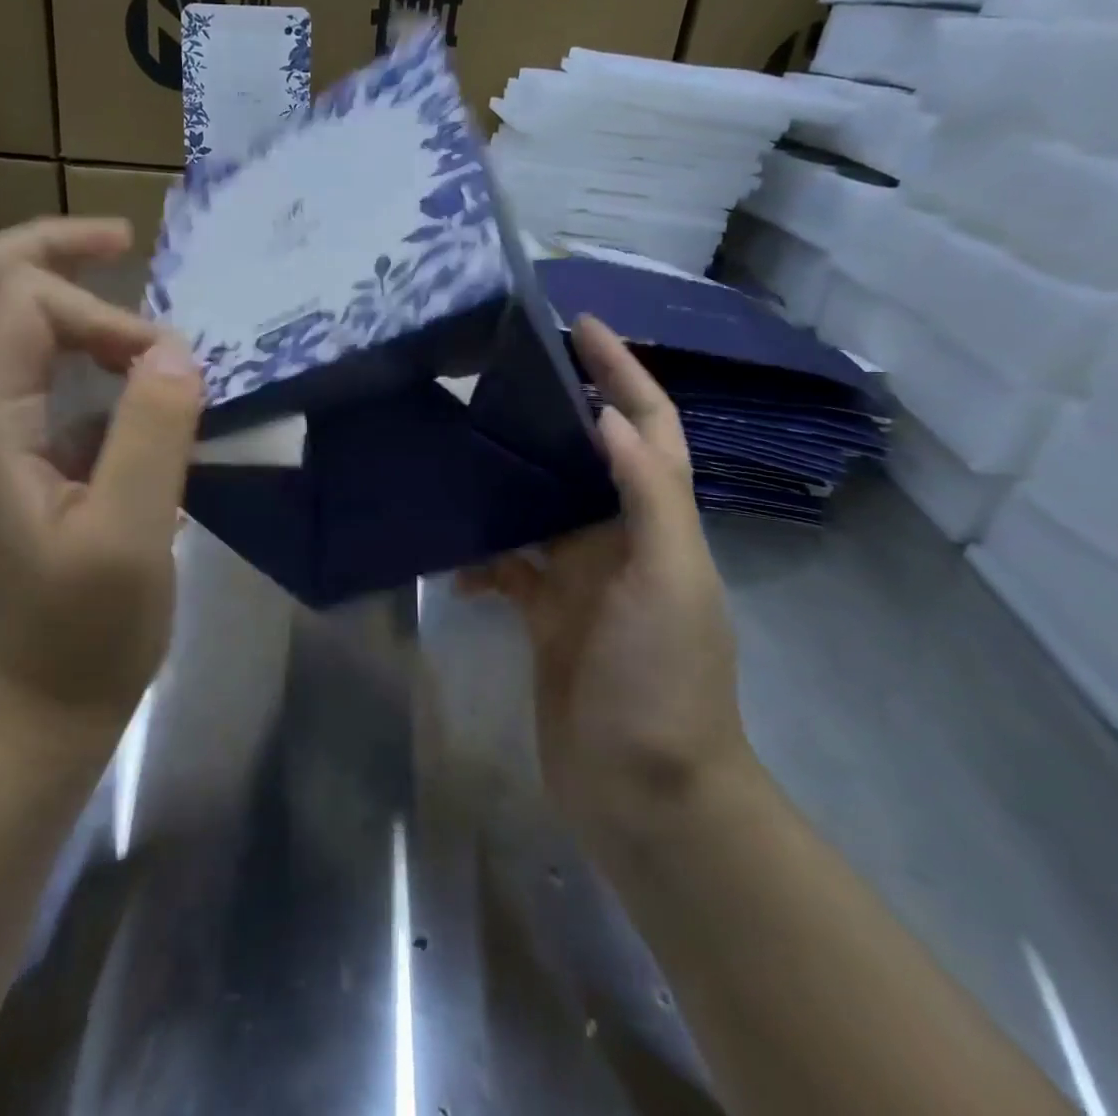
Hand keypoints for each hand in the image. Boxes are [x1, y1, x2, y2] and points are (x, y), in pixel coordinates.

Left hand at [0, 218, 202, 730]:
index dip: (104, 316)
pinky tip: (126, 362)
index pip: (21, 305)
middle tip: (123, 241)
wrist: (39, 705)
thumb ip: (152, 434)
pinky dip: (72, 339)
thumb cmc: (85, 632)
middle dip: (47, 248)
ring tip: (127, 286)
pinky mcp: (12, 452)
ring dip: (57, 288)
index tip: (168, 367)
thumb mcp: (132, 537)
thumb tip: (175, 349)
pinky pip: (27, 364)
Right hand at [461, 316, 752, 846]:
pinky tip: (448, 560)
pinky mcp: (546, 615)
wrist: (645, 793)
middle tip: (502, 371)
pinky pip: (507, 568)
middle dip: (557, 408)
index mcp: (659, 522)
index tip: (580, 324)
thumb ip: (648, 498)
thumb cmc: (663, 681)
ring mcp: (581, 579)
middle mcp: (622, 539)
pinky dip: (480, 558)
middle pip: (588, 455)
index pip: (648, 425)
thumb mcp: (668, 582)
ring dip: (510, 478)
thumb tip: (610, 417)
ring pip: (540, 506)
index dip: (621, 371)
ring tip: (462, 445)